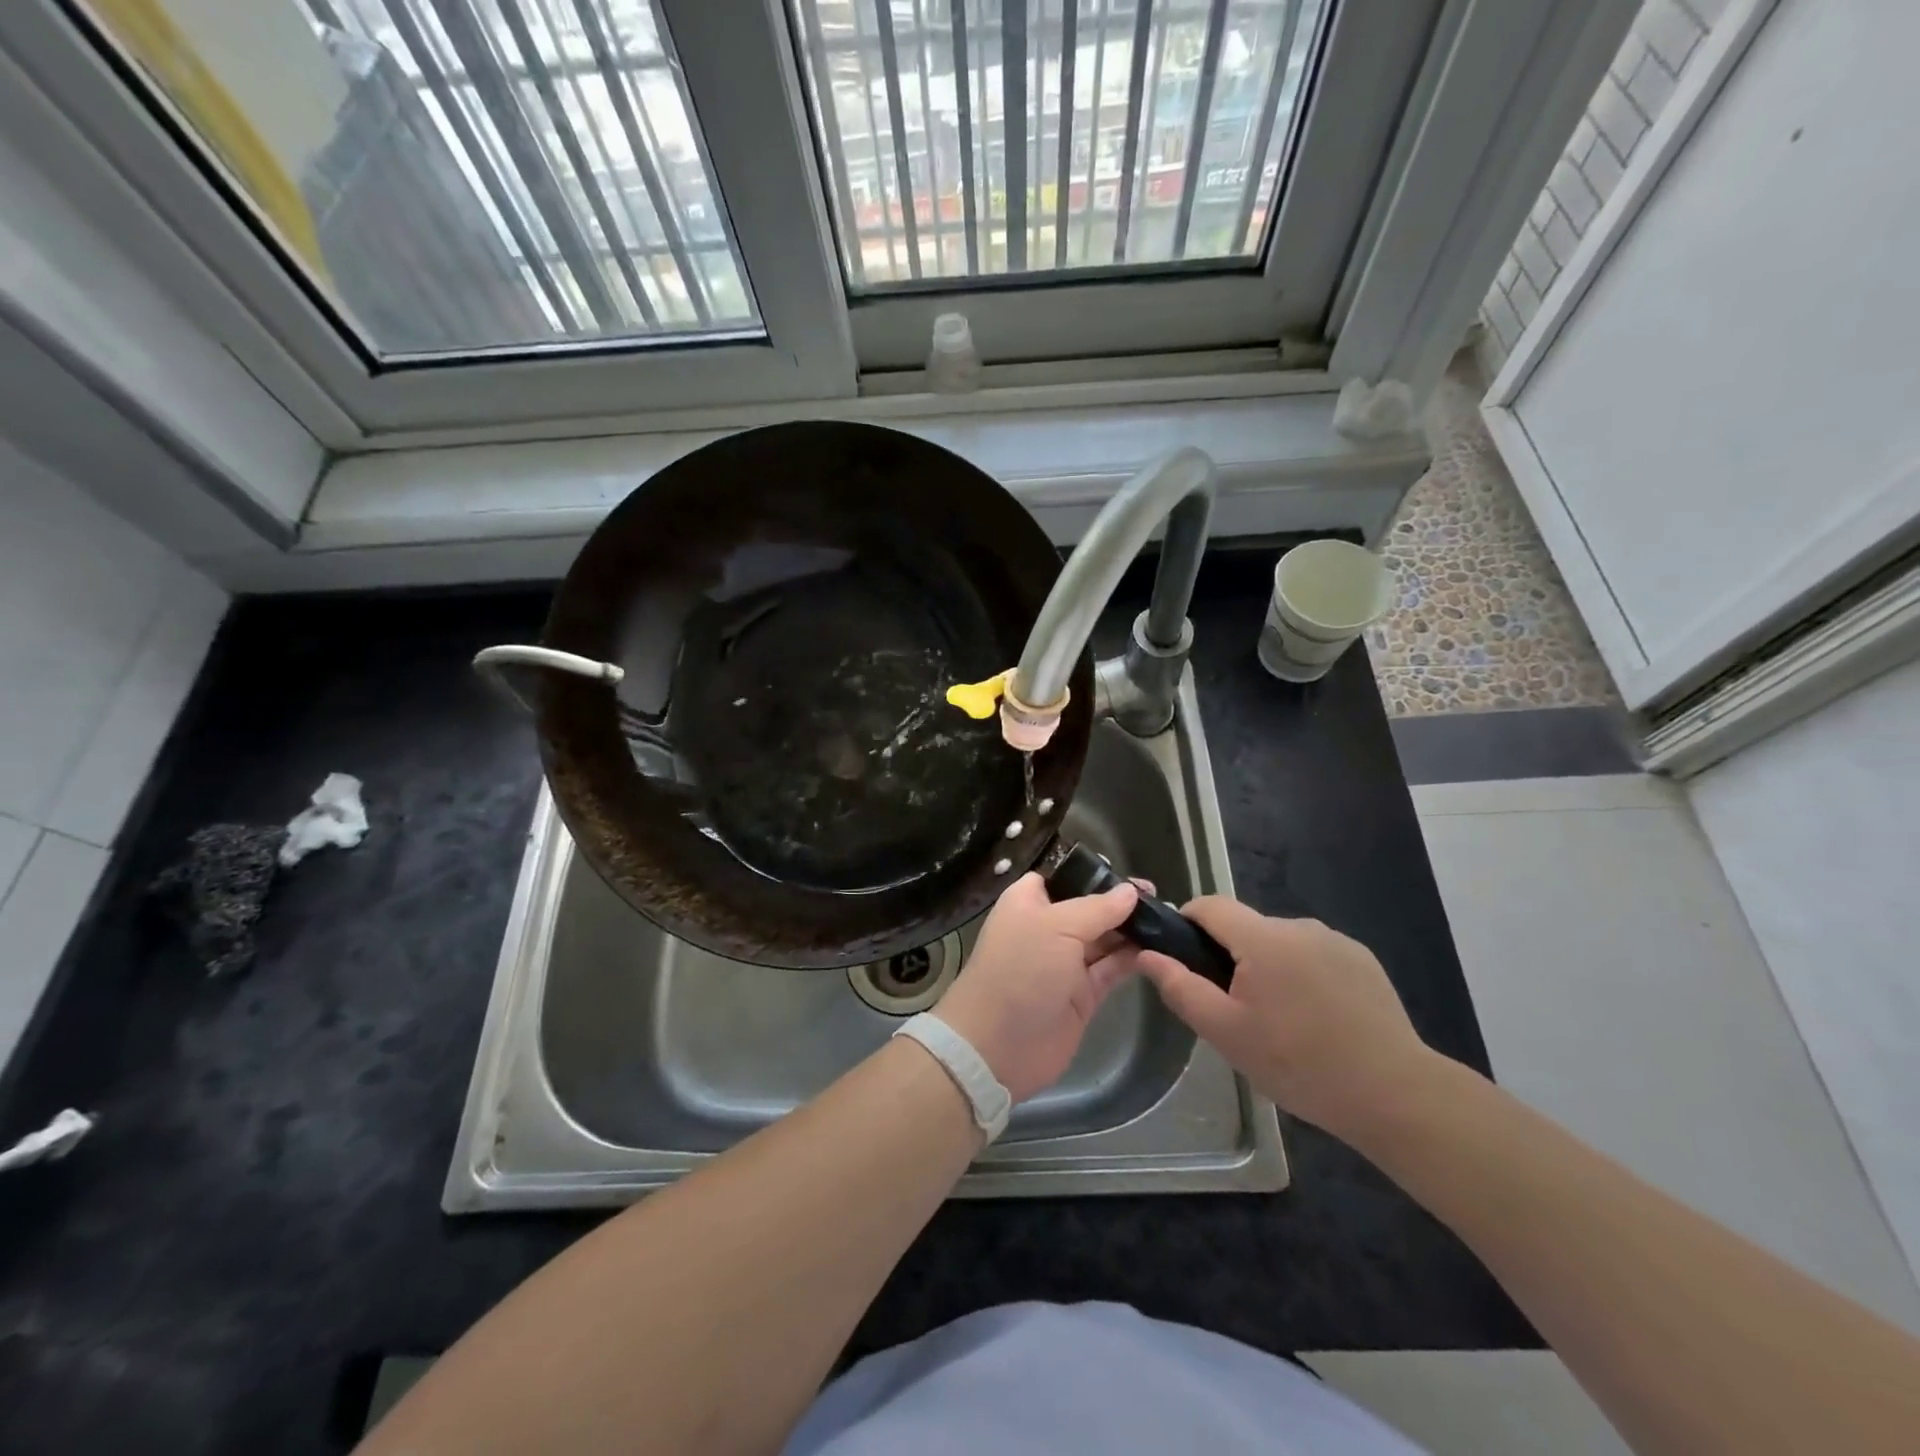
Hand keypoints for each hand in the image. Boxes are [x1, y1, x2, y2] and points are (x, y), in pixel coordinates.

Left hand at [933, 872, 1142, 1102]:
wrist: (998, 1046)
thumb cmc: (1020, 970)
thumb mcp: (1056, 927)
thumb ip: (1097, 908)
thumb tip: (1131, 891)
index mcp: (1028, 902)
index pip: (1062, 878)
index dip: (1093, 875)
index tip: (1129, 875)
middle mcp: (1047, 928)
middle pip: (1089, 908)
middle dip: (1120, 903)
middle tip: (1160, 898)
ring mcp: (1065, 963)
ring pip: (1104, 939)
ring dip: (1131, 930)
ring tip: (1168, 919)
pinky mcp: (1083, 994)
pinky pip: (1111, 969)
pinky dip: (1132, 959)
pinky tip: (1159, 947)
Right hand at [1135, 898, 1434, 1143]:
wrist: (1394, 1094)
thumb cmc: (1299, 1063)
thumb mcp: (1225, 1032)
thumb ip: (1180, 987)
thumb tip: (1147, 954)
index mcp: (1263, 938)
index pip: (1209, 905)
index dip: (1186, 923)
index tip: (1182, 960)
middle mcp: (1299, 926)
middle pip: (1245, 927)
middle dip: (1229, 956)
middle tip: (1233, 1009)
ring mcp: (1336, 941)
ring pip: (1279, 942)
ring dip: (1267, 967)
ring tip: (1278, 1020)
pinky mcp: (1362, 960)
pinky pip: (1312, 955)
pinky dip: (1301, 976)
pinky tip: (1315, 1019)